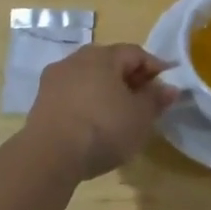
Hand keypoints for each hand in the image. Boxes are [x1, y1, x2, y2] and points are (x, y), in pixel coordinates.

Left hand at [26, 43, 178, 180]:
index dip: (155, 68)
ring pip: (89, 78)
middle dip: (129, 79)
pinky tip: (94, 124)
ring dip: (106, 91)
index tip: (166, 87)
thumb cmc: (103, 128)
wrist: (49, 156)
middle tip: (144, 101)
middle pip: (110, 63)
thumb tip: (170, 87)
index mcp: (103, 55)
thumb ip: (156, 98)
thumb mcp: (140, 116)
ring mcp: (55, 79)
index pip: (136, 53)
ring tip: (118, 115)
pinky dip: (87, 103)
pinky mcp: (40, 102)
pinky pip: (72, 95)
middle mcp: (76, 59)